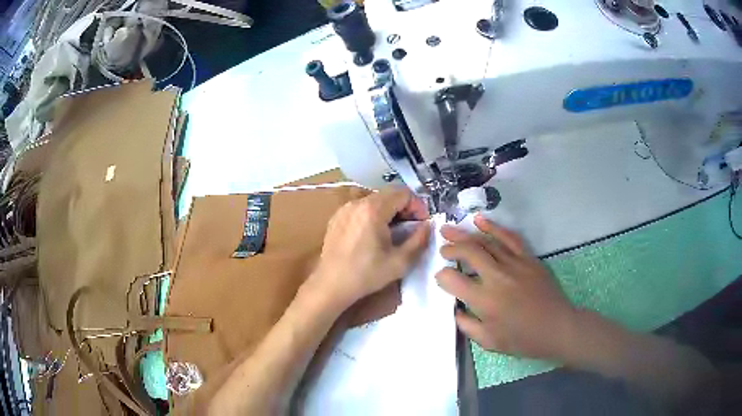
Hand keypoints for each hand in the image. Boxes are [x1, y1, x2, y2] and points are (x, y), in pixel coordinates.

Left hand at [309, 187, 430, 308]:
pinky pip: (361, 207)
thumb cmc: (366, 275)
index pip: (403, 193)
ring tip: (393, 232)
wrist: (331, 285)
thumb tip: (428, 226)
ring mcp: (344, 209)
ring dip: (389, 211)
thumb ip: (419, 240)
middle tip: (411, 228)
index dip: (417, 206)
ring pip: (375, 199)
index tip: (421, 223)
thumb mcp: (400, 262)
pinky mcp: (336, 217)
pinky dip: (373, 214)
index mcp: (373, 210)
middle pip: (389, 194)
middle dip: (405, 208)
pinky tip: (373, 234)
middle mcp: (357, 203)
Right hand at [436, 214, 577, 360]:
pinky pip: (508, 237)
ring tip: (448, 230)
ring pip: (485, 241)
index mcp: (484, 300)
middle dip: (450, 248)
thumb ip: (467, 325)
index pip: (453, 280)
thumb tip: (456, 309)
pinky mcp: (528, 258)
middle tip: (442, 250)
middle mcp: (497, 277)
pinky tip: (480, 220)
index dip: (442, 276)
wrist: (556, 327)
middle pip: (468, 252)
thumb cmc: (522, 339)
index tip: (440, 277)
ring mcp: (514, 264)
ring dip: (465, 235)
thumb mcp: (489, 342)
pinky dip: (493, 227)